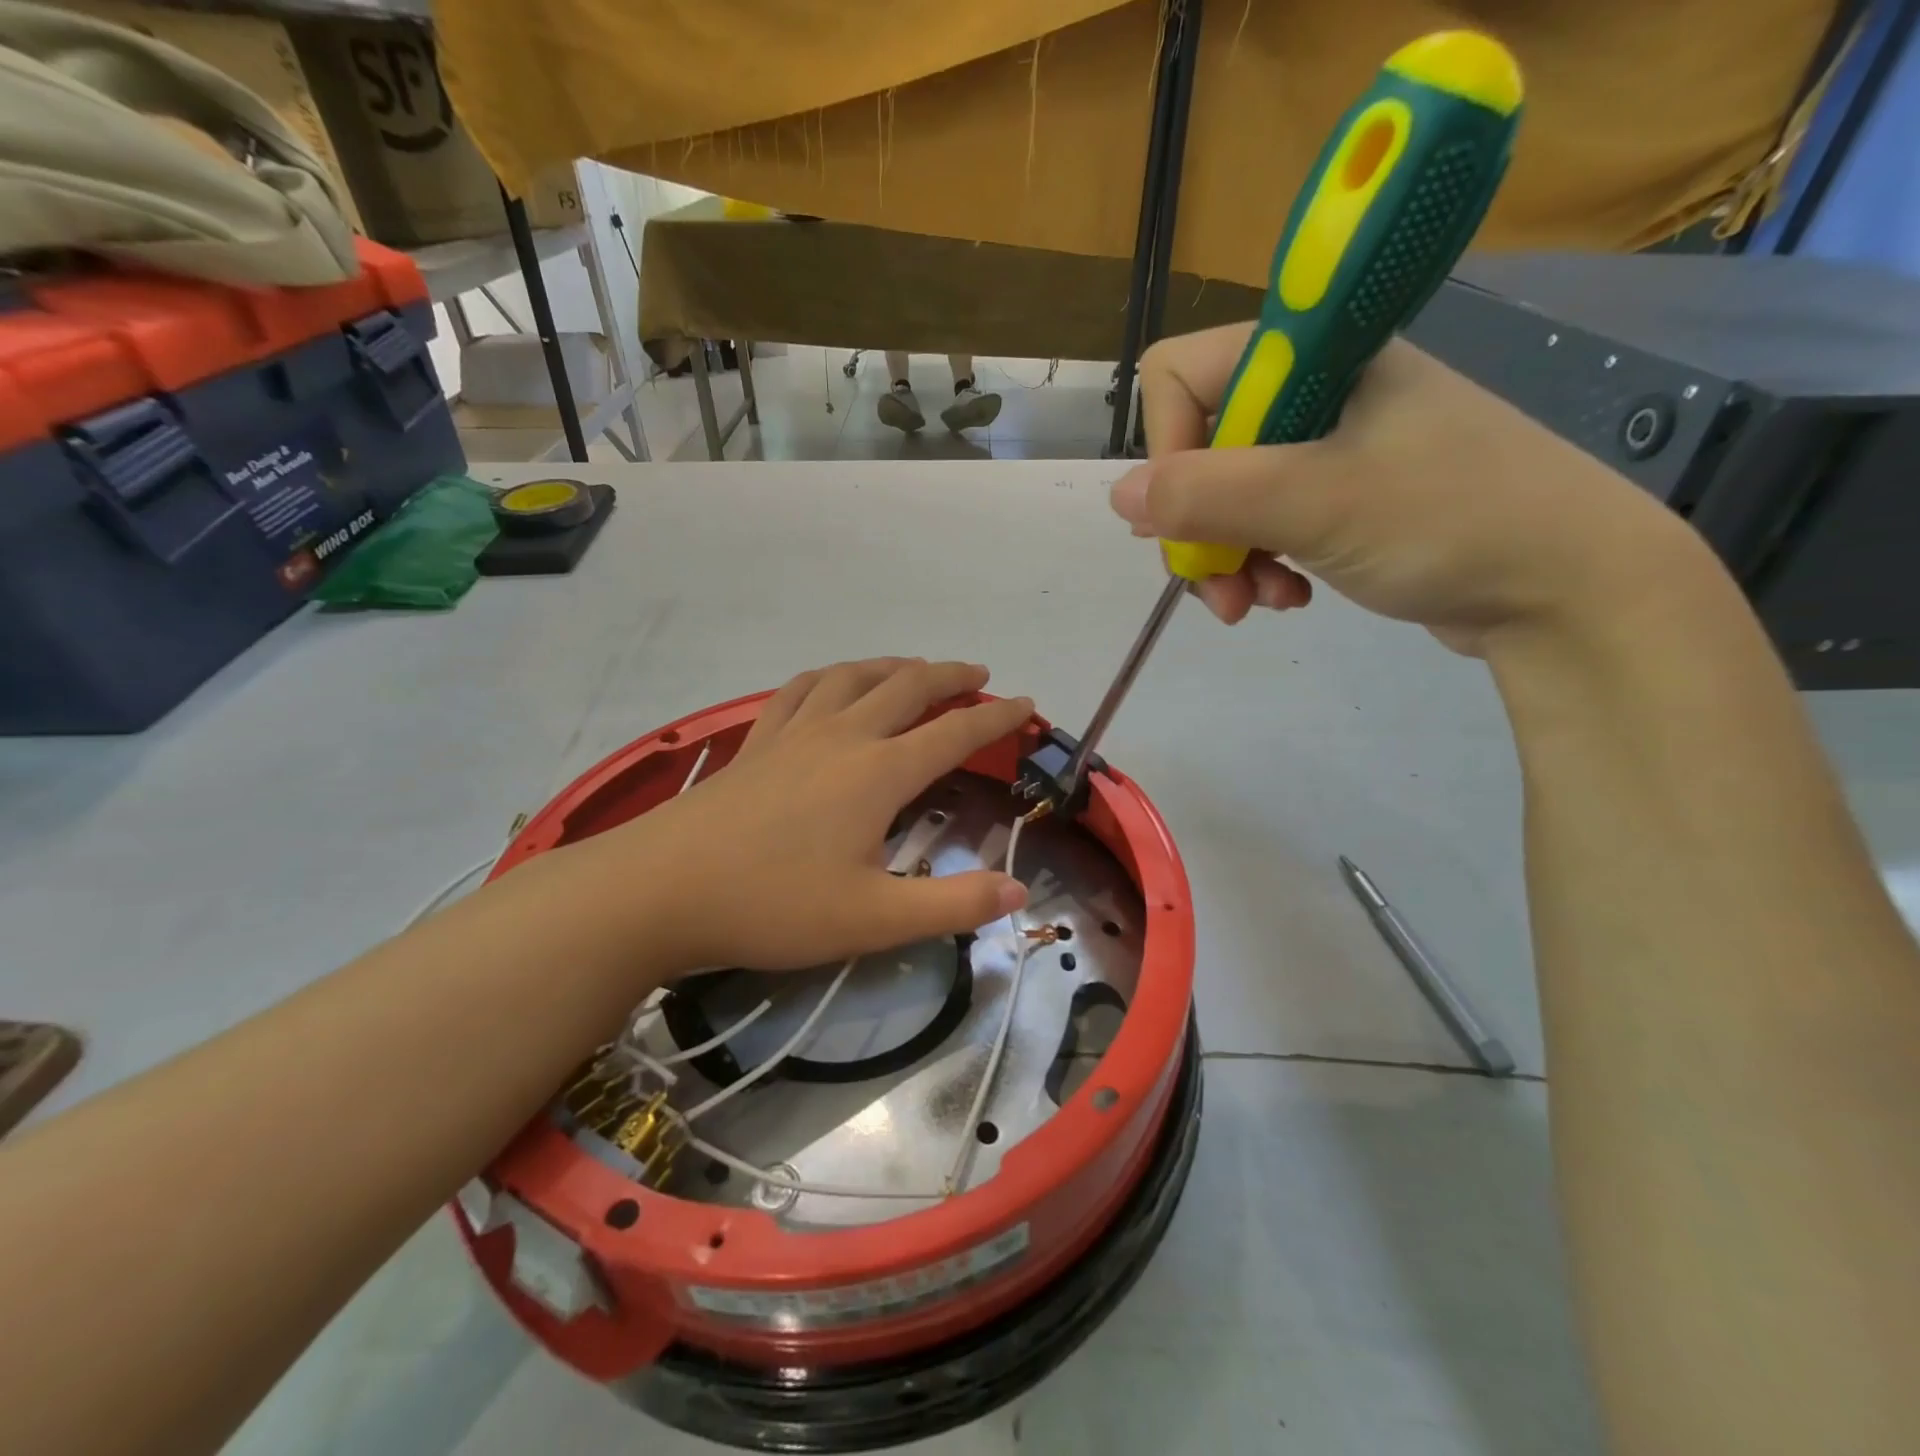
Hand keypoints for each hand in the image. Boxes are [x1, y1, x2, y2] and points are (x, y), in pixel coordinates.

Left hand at [581, 659, 1032, 973]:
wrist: (661, 890)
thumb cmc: (773, 905)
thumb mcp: (874, 918)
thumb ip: (952, 905)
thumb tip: (1019, 894)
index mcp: (879, 772)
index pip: (955, 732)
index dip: (997, 717)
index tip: (1026, 705)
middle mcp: (842, 736)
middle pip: (907, 687)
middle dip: (950, 676)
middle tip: (978, 674)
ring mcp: (793, 733)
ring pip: (853, 677)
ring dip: (892, 666)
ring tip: (913, 668)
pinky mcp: (756, 742)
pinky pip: (799, 690)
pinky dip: (829, 677)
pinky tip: (830, 684)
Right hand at [1111, 325, 1690, 653]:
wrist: (1568, 587)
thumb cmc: (1449, 522)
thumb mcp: (1315, 503)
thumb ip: (1207, 494)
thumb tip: (1118, 496)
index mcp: (1314, 355)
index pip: (1180, 376)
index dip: (1169, 449)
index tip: (1195, 512)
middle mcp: (1315, 389)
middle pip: (1198, 447)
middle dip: (1198, 525)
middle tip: (1220, 584)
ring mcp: (1329, 445)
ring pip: (1225, 495)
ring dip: (1227, 557)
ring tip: (1258, 602)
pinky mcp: (1342, 495)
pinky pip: (1264, 523)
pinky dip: (1261, 564)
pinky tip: (1289, 599)